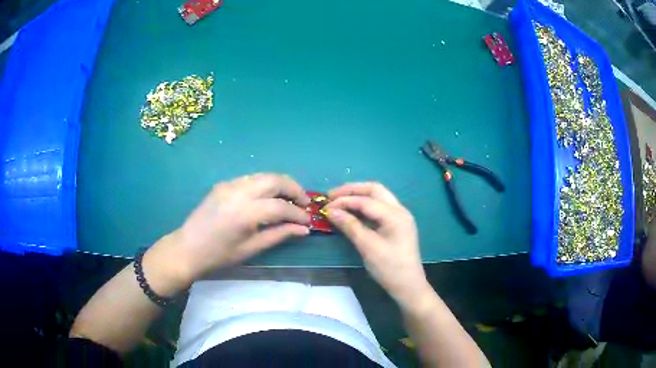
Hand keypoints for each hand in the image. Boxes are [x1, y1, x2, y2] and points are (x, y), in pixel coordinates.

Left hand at [150, 174, 310, 287]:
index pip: (280, 206)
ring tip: (290, 198)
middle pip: (274, 180)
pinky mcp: (224, 184)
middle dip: (294, 188)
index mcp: (244, 213)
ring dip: (280, 183)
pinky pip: (251, 179)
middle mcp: (238, 192)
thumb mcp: (251, 249)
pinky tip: (269, 197)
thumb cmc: (219, 255)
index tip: (308, 220)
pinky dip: (265, 184)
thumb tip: (304, 229)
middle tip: (304, 202)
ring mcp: (229, 185)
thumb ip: (279, 235)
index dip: (298, 213)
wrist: (188, 248)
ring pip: (263, 175)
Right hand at [325, 182, 428, 305]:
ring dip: (358, 196)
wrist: (408, 286)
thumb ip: (350, 226)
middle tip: (332, 196)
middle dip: (352, 190)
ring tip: (339, 200)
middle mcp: (399, 210)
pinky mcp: (396, 224)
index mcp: (395, 215)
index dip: (344, 201)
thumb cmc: (389, 268)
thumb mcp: (368, 247)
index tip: (325, 206)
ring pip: (377, 196)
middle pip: (374, 190)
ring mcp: (399, 216)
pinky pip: (379, 207)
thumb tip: (330, 211)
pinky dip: (364, 205)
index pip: (366, 200)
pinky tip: (352, 211)